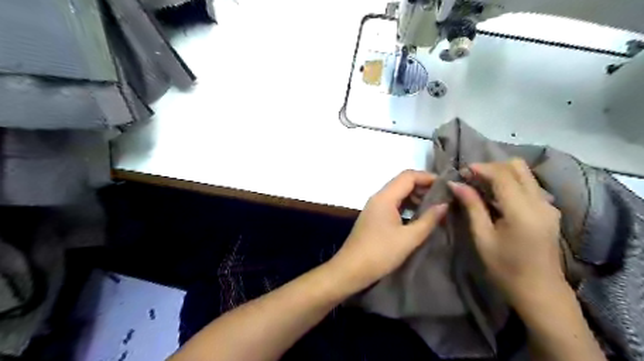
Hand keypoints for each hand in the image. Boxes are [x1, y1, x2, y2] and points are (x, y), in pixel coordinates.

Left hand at [329, 171, 445, 291]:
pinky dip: (407, 207)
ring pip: (397, 194)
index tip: (446, 186)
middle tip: (443, 198)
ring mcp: (374, 208)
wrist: (350, 269)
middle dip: (423, 187)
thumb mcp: (409, 238)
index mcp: (385, 197)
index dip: (428, 177)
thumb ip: (428, 220)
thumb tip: (444, 205)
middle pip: (402, 183)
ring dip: (415, 197)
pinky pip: (393, 205)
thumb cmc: (380, 253)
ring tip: (434, 208)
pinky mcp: (374, 218)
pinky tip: (418, 217)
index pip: (408, 176)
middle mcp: (378, 198)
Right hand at [448, 160, 563, 306]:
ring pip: (525, 174)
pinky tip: (495, 197)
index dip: (481, 168)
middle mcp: (540, 202)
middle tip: (471, 177)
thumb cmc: (505, 268)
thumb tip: (456, 184)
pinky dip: (510, 183)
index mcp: (522, 211)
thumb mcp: (483, 237)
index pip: (502, 175)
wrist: (540, 292)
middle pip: (517, 167)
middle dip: (492, 167)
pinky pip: (529, 186)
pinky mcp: (549, 211)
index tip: (462, 171)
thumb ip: (472, 206)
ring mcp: (548, 206)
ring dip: (501, 174)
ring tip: (480, 185)